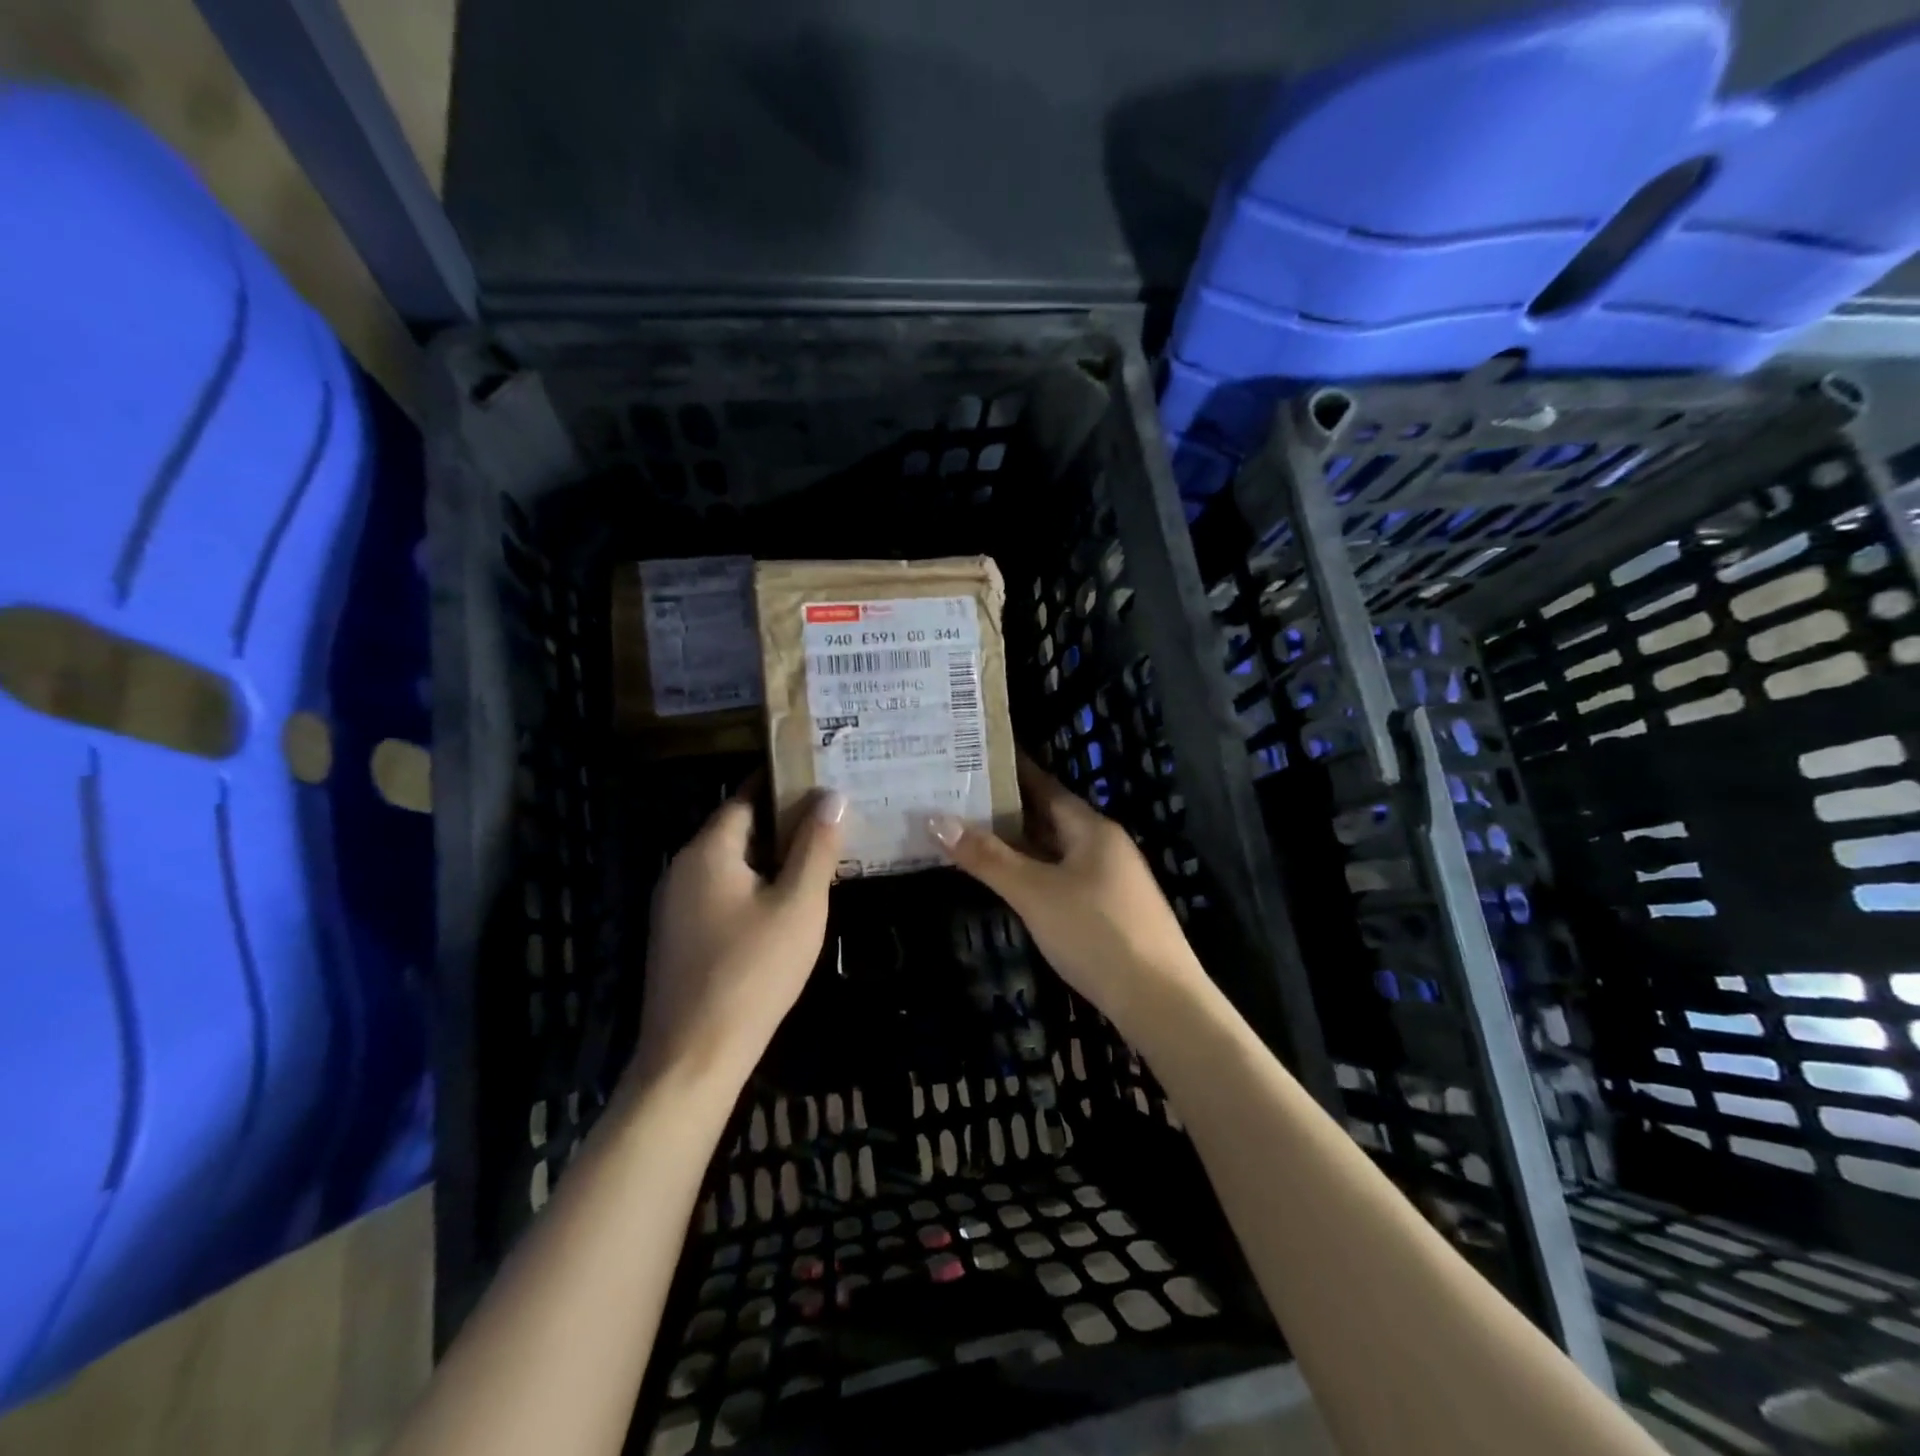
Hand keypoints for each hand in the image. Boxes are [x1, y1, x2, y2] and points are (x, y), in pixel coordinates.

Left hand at [632, 786, 846, 1092]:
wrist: (693, 1059)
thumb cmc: (752, 973)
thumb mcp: (798, 906)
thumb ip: (816, 847)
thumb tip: (833, 796)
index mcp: (707, 851)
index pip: (745, 796)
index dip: (783, 783)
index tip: (821, 777)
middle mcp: (682, 868)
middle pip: (737, 829)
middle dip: (782, 821)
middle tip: (831, 819)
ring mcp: (675, 905)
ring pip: (730, 864)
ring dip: (770, 856)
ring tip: (818, 855)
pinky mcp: (679, 937)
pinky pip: (720, 893)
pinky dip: (753, 885)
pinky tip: (785, 902)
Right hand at [929, 756, 1207, 1028]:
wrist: (1160, 1001)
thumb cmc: (1095, 934)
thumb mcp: (1034, 892)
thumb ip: (987, 857)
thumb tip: (936, 819)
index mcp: (1092, 829)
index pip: (1045, 786)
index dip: (1011, 771)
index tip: (974, 757)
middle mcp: (1104, 846)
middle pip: (1049, 817)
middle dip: (1006, 808)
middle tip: (959, 796)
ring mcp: (1109, 880)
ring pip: (1055, 850)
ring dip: (1018, 843)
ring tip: (972, 832)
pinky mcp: (1108, 911)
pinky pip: (1062, 877)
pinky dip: (1032, 871)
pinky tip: (1009, 880)